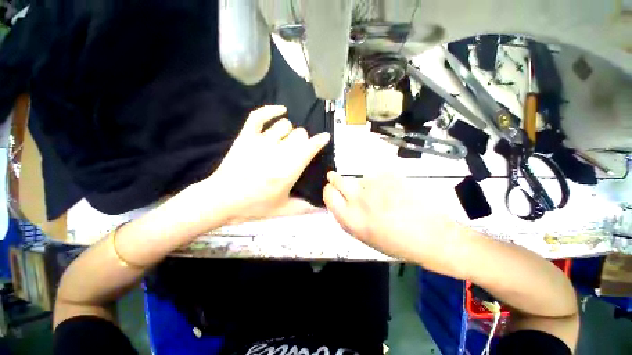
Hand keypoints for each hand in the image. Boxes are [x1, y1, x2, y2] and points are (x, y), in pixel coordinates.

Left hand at [204, 105, 329, 221]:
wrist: (221, 199)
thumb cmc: (254, 206)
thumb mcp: (282, 209)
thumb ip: (305, 207)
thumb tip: (322, 207)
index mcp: (288, 170)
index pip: (310, 148)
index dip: (320, 140)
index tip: (325, 137)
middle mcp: (277, 152)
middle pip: (300, 134)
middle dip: (303, 140)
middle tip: (299, 150)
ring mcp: (260, 141)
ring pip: (285, 125)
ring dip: (290, 132)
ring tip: (286, 141)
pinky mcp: (246, 136)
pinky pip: (260, 115)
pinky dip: (271, 110)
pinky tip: (281, 111)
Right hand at [323, 171, 461, 262]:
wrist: (431, 236)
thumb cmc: (395, 242)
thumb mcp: (364, 237)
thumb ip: (347, 217)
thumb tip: (338, 201)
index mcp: (351, 219)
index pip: (329, 195)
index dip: (329, 191)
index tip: (331, 189)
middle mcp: (359, 199)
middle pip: (337, 180)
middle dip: (335, 179)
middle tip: (337, 178)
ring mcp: (375, 185)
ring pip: (359, 178)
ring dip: (364, 184)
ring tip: (380, 195)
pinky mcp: (389, 175)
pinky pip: (377, 175)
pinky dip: (380, 181)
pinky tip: (393, 191)